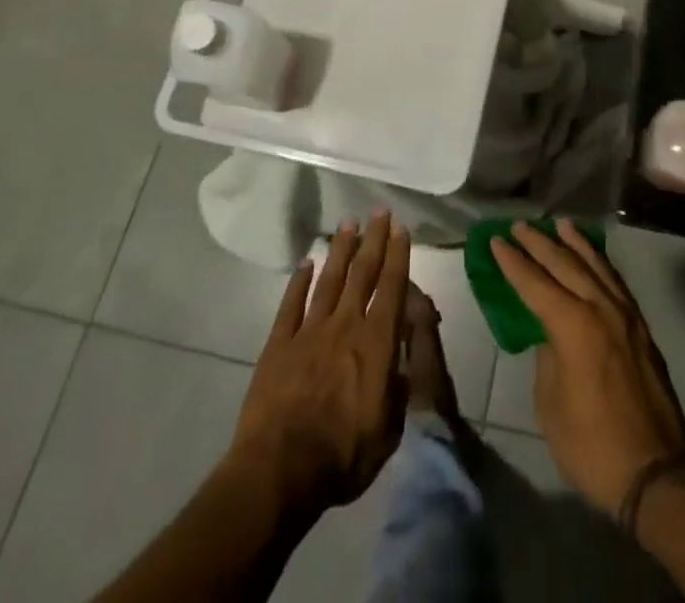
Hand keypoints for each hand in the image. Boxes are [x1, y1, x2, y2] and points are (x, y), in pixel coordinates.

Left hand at [229, 213, 411, 514]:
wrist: (279, 472)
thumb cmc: (342, 456)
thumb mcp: (390, 429)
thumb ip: (400, 385)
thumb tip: (405, 355)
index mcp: (377, 343)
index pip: (391, 288)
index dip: (398, 256)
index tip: (401, 229)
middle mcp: (346, 326)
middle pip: (362, 273)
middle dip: (373, 240)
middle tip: (379, 212)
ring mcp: (309, 331)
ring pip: (329, 280)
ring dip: (340, 250)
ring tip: (348, 224)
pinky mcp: (279, 345)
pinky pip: (291, 305)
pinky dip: (299, 282)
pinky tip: (305, 264)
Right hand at [492, 220, 684, 515]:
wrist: (656, 473)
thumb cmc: (592, 445)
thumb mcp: (551, 406)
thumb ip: (547, 359)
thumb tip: (550, 334)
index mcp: (573, 326)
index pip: (536, 284)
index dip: (513, 262)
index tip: (496, 240)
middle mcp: (600, 308)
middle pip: (565, 264)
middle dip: (539, 243)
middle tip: (519, 225)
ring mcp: (626, 315)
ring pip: (596, 265)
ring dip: (574, 244)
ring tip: (559, 224)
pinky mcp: (641, 327)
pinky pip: (615, 281)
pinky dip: (600, 262)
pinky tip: (593, 257)